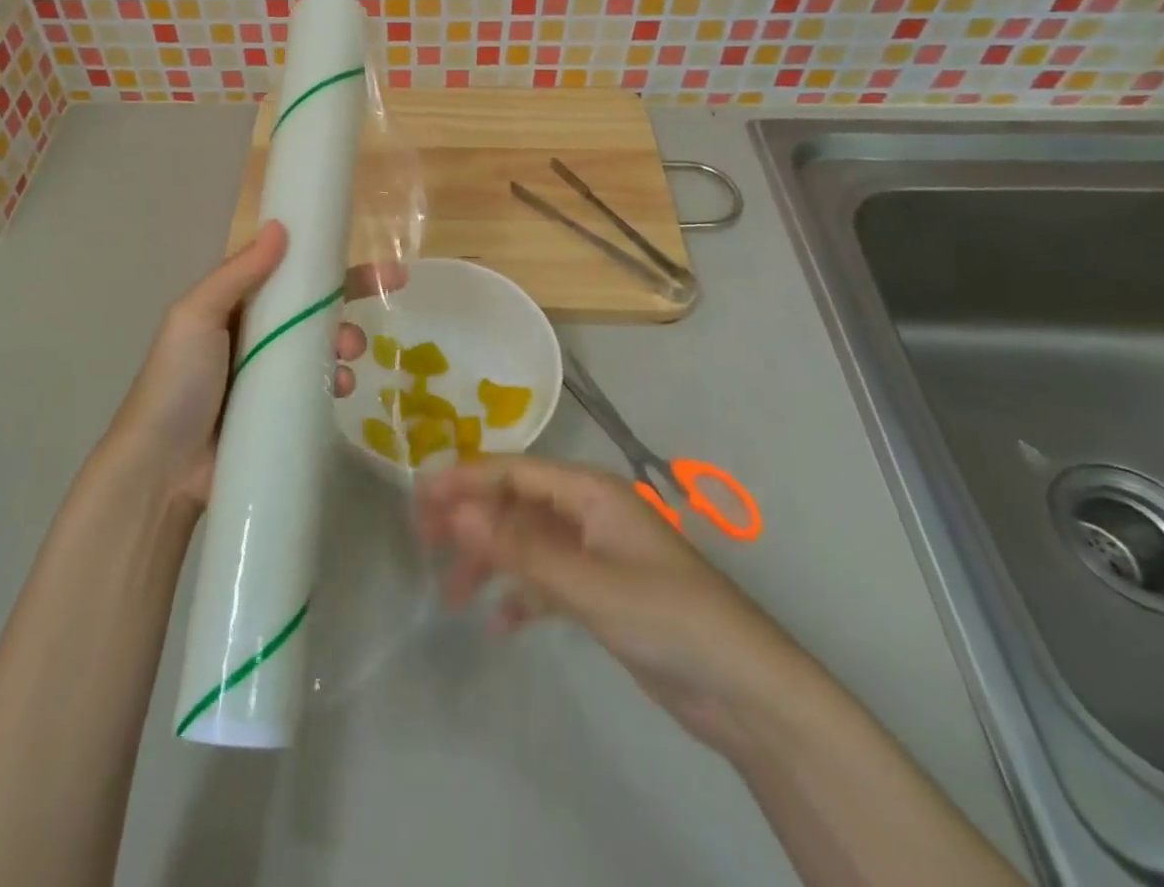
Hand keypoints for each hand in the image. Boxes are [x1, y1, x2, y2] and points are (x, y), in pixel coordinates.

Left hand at [108, 222, 397, 508]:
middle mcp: (255, 335)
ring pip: (321, 346)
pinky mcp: (282, 412)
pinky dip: (336, 381)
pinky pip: (318, 387)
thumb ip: (237, 273)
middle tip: (381, 294)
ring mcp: (270, 376)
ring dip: (345, 341)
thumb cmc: (177, 382)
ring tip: (348, 354)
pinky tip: (341, 387)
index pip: (287, 272)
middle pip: (312, 307)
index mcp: (234, 307)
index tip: (365, 251)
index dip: (325, 261)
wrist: (161, 469)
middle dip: (349, 298)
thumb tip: (280, 226)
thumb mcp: (196, 316)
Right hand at [415, 456, 811, 750]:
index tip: (418, 496)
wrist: (745, 692)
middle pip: (515, 504)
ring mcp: (593, 555)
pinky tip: (498, 624)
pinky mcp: (599, 594)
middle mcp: (587, 514)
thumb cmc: (668, 616)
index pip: (514, 472)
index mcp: (590, 492)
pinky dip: (519, 597)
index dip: (466, 479)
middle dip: (471, 520)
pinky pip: (545, 582)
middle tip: (424, 541)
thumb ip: (520, 548)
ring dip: (489, 563)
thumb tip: (457, 510)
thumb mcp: (588, 582)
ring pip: (525, 545)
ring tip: (453, 596)